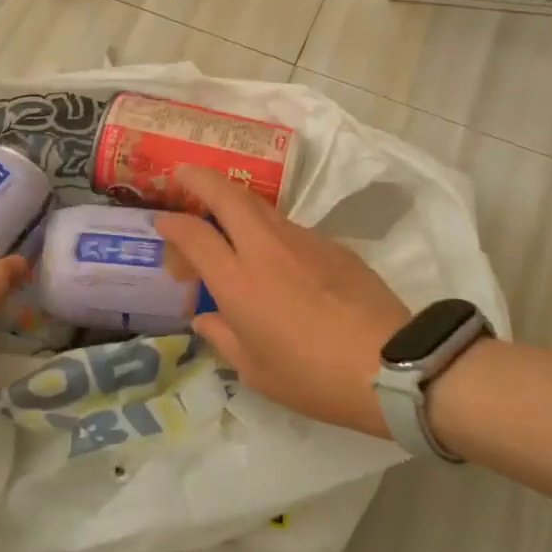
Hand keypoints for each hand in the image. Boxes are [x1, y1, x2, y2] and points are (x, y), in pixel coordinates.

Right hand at [155, 166, 410, 438]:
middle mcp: (265, 248)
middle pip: (227, 195)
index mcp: (238, 281)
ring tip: (224, 215)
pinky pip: (289, 227)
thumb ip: (223, 338)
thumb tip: (204, 318)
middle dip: (200, 179)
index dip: (171, 223)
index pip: (194, 234)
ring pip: (259, 206)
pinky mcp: (331, 244)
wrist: (390, 363)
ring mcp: (301, 240)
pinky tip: (273, 254)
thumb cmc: (313, 376)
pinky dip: (268, 228)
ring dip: (235, 201)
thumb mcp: (256, 372)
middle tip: (184, 175)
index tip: (161, 221)